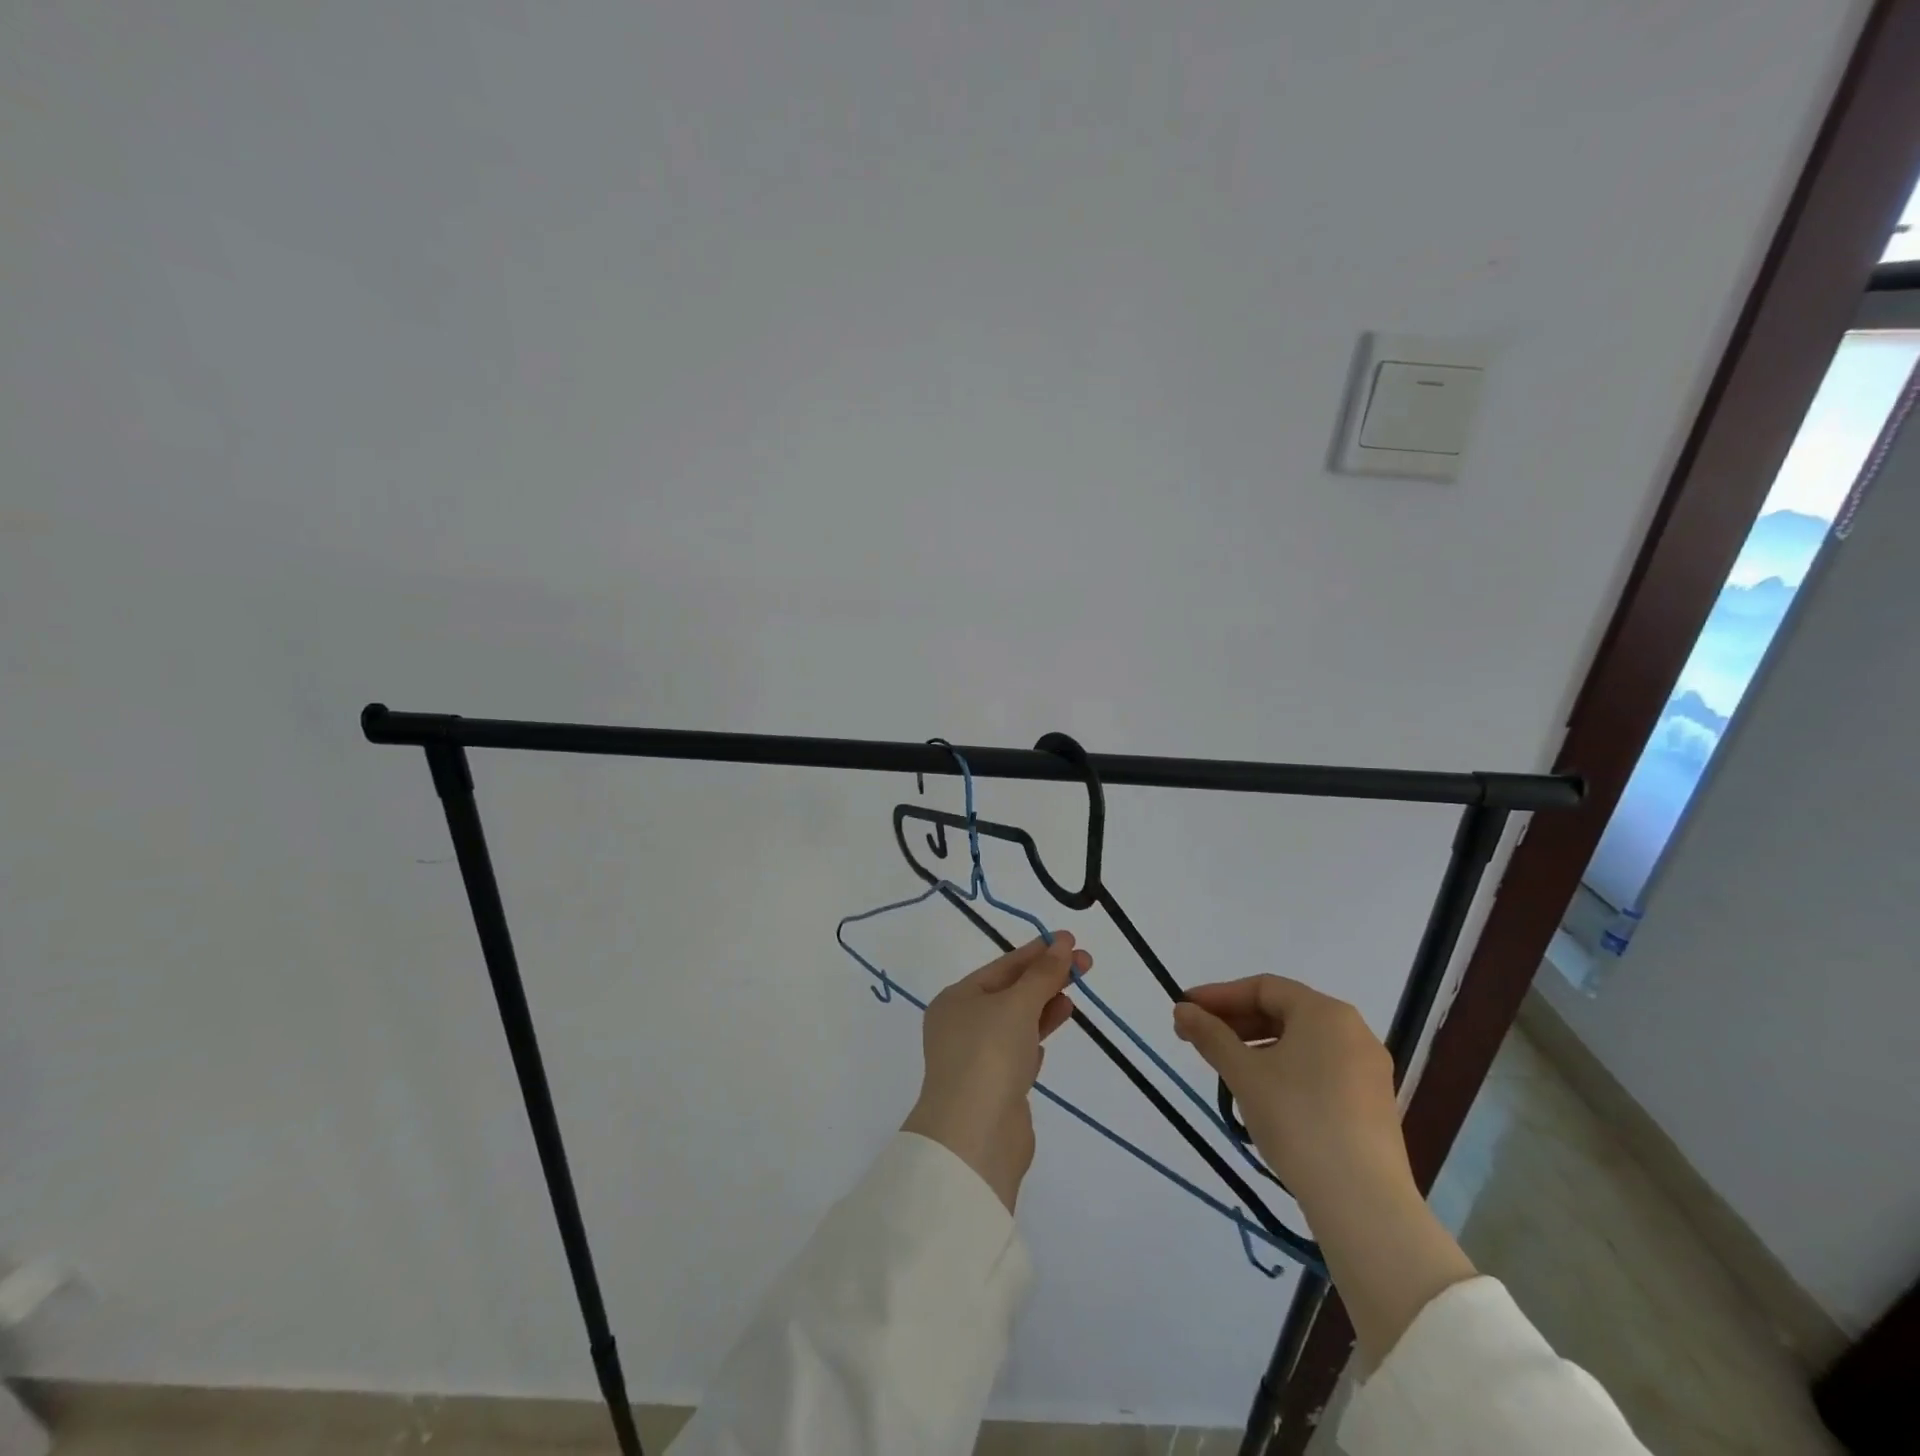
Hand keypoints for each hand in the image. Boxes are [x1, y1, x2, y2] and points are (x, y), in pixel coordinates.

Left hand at [902, 934, 1089, 1211]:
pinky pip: (1017, 1054)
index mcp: (956, 999)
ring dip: (1044, 1008)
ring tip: (1074, 997)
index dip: (1037, 952)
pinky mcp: (994, 1089)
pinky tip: (1048, 1037)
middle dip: (1046, 978)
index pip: (1002, 966)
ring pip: (1015, 1023)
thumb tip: (1062, 942)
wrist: (975, 1136)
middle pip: (1010, 993)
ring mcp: (976, 1059)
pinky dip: (1033, 1041)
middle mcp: (961, 1025)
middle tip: (1085, 964)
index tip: (1070, 940)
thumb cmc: (989, 1054)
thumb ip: (1043, 974)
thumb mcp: (1017, 1004)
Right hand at [1172, 975, 1407, 1210]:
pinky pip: (1319, 1067)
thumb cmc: (1297, 1120)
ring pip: (1301, 1041)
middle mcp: (1353, 1031)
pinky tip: (1262, 1091)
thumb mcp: (1244, 1073)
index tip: (1185, 1010)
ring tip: (1224, 1066)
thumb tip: (1183, 1009)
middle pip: (1283, 1011)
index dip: (1219, 995)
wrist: (1362, 1203)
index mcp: (1325, 1012)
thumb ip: (1210, 1035)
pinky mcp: (1372, 1103)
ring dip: (1257, 1045)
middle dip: (1235, 1020)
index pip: (1263, 988)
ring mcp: (1368, 1069)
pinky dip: (1284, 1067)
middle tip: (1196, 1037)